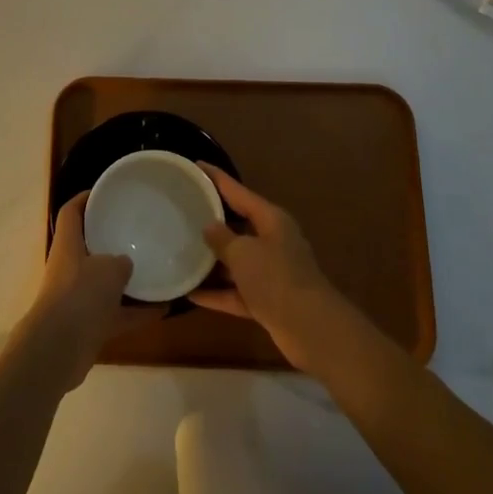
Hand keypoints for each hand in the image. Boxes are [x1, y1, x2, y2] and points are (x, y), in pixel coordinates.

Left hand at [21, 192, 162, 390]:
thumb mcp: (108, 269)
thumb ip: (120, 262)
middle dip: (110, 239)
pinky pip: (117, 313)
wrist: (58, 350)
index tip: (106, 192)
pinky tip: (164, 309)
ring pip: (104, 283)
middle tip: (137, 230)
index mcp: (67, 245)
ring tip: (156, 269)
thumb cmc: (80, 295)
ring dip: (127, 280)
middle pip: (89, 246)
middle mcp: (70, 268)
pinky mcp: (88, 325)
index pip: (71, 212)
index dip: (85, 198)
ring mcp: (78, 298)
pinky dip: (137, 312)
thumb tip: (125, 263)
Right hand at [191, 164, 351, 372]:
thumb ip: (222, 238)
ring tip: (182, 251)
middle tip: (184, 211)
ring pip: (237, 261)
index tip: (196, 166)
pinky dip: (217, 293)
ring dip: (213, 261)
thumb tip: (209, 227)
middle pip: (238, 225)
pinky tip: (191, 294)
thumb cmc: (275, 278)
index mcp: (271, 220)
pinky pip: (236, 292)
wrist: (310, 328)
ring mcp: (271, 272)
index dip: (217, 178)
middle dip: (213, 221)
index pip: (238, 192)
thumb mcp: (243, 253)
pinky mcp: (267, 300)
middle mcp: (272, 241)